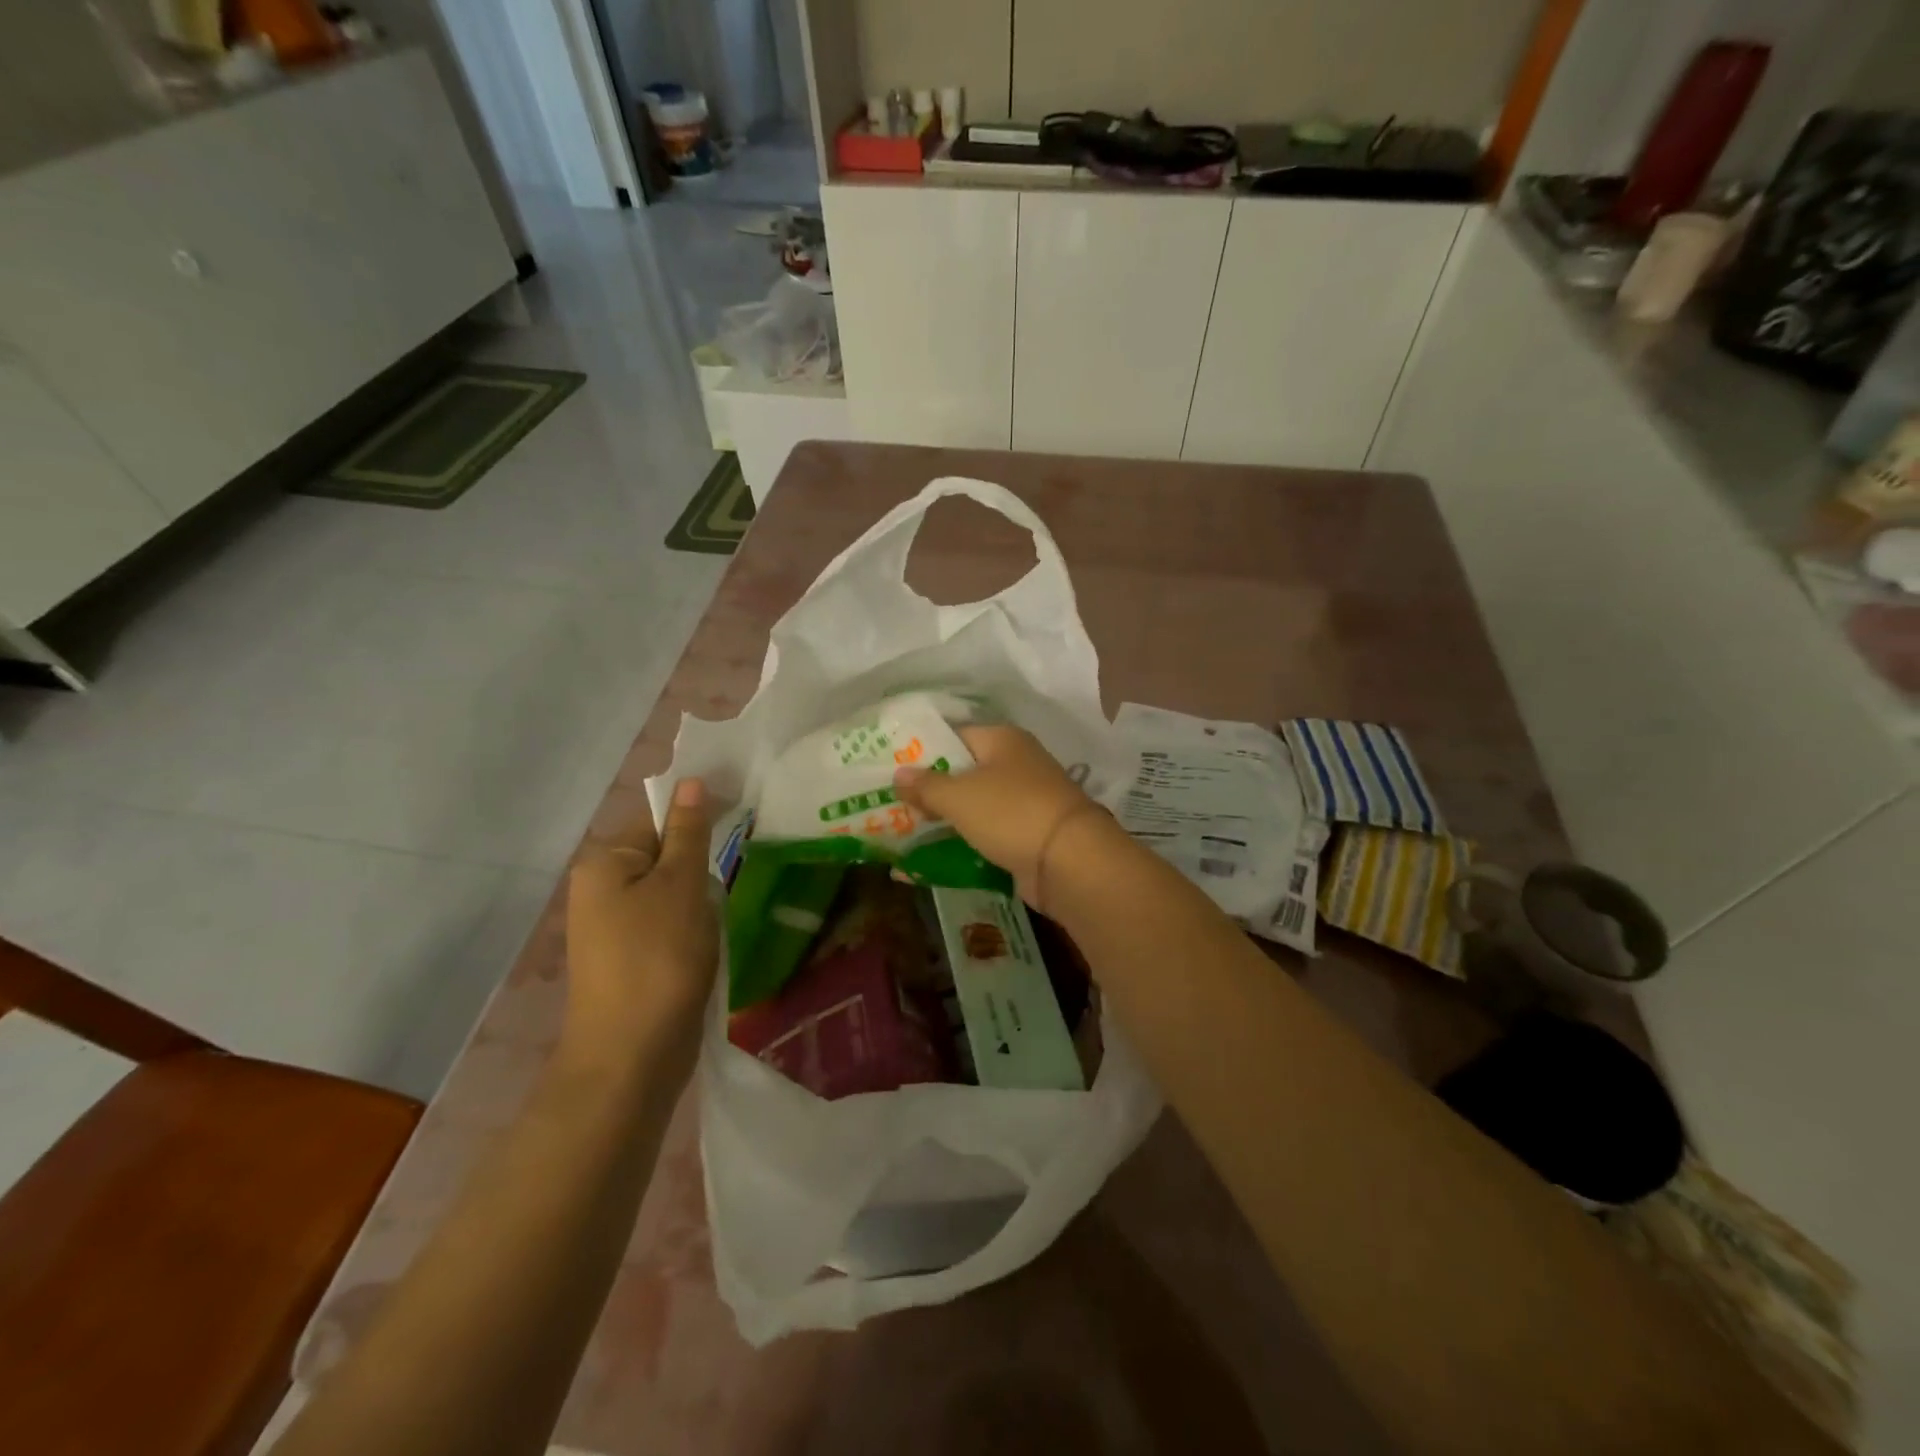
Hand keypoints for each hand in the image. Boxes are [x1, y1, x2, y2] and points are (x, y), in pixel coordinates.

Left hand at [565, 779, 717, 1074]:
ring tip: (725, 910)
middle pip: (664, 854)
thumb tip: (692, 781)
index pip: (657, 817)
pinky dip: (692, 924)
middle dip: (701, 862)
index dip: (699, 814)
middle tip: (738, 867)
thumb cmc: (659, 958)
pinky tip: (711, 938)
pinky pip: (667, 922)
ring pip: (670, 891)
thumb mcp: (681, 885)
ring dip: (701, 896)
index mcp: (605, 863)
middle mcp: (600, 889)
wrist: (632, 1056)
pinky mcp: (631, 958)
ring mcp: (613, 927)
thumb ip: (689, 831)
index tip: (742, 816)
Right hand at [892, 725, 1105, 911]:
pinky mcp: (1029, 832)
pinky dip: (967, 840)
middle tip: (893, 803)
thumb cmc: (1010, 813)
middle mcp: (1017, 762)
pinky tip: (937, 852)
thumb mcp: (959, 796)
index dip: (923, 750)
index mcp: (1003, 739)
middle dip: (931, 788)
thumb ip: (926, 785)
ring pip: (976, 804)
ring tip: (905, 830)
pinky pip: (988, 831)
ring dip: (948, 817)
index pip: (954, 735)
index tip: (891, 769)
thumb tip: (898, 774)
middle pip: (965, 771)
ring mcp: (1026, 799)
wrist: (1069, 862)